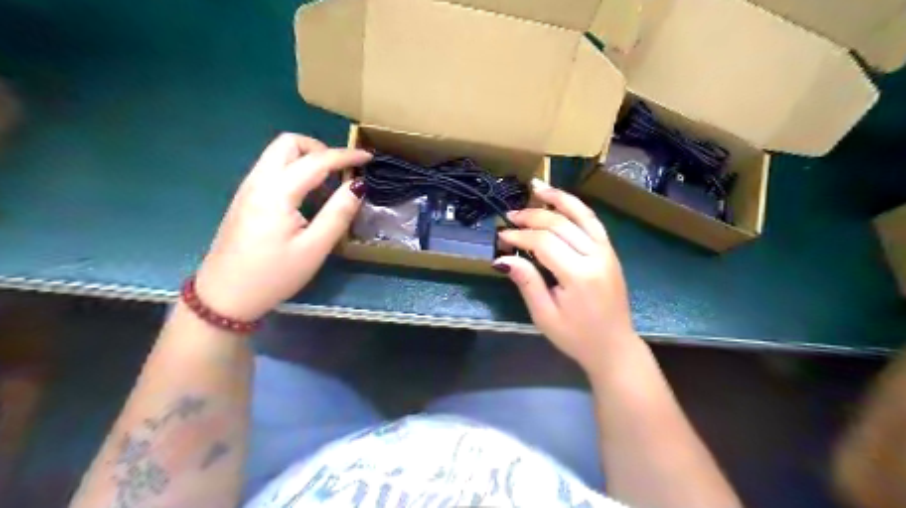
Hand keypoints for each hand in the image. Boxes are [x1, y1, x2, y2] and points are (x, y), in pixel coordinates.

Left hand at [195, 132, 371, 318]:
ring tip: (327, 185)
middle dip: (319, 149)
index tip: (368, 158)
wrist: (224, 297)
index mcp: (276, 193)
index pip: (316, 160)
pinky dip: (294, 170)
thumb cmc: (273, 276)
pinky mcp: (244, 199)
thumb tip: (358, 186)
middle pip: (288, 143)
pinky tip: (306, 198)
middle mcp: (258, 182)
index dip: (345, 156)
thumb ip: (338, 213)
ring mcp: (247, 189)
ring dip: (306, 159)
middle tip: (340, 171)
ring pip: (277, 154)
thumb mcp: (314, 249)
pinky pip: (271, 169)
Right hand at [494, 180, 635, 372]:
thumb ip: (527, 282)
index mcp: (579, 276)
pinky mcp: (610, 251)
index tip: (502, 236)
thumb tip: (503, 258)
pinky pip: (592, 221)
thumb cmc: (576, 336)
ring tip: (536, 187)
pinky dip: (576, 207)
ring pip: (581, 215)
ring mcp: (607, 251)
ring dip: (557, 199)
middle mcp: (596, 256)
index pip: (544, 243)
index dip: (520, 236)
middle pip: (560, 225)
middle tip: (510, 216)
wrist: (614, 347)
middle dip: (532, 217)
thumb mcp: (544, 315)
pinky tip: (561, 200)